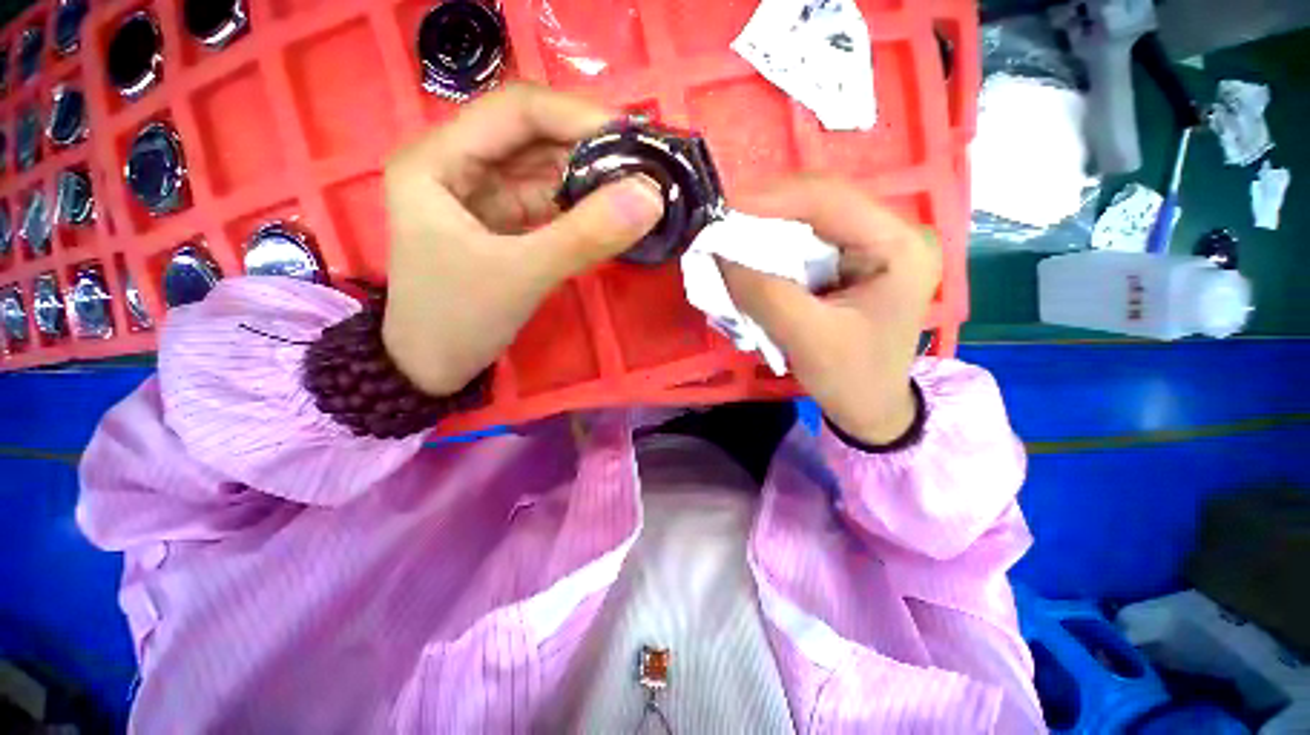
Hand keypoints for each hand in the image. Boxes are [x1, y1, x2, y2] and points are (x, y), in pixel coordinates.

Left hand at [382, 84, 664, 394]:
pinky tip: (611, 213)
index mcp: (438, 159)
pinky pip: (548, 204)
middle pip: (533, 137)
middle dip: (590, 148)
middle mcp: (458, 165)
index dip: (578, 116)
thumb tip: (651, 196)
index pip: (516, 110)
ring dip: (591, 178)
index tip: (634, 140)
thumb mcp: (521, 276)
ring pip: (545, 171)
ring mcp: (483, 197)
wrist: (432, 369)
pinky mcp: (504, 226)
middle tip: (645, 167)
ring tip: (638, 189)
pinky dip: (581, 207)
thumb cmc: (458, 321)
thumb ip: (585, 236)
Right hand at [721, 177, 941, 444]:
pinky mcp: (853, 257)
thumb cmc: (849, 378)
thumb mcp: (805, 338)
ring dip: (765, 226)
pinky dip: (773, 245)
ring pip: (809, 216)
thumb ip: (762, 292)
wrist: (870, 405)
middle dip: (764, 211)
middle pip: (819, 201)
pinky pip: (806, 238)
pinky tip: (751, 253)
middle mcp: (892, 231)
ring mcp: (873, 241)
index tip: (720, 208)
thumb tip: (717, 251)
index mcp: (900, 246)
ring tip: (728, 235)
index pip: (830, 200)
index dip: (770, 198)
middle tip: (718, 221)